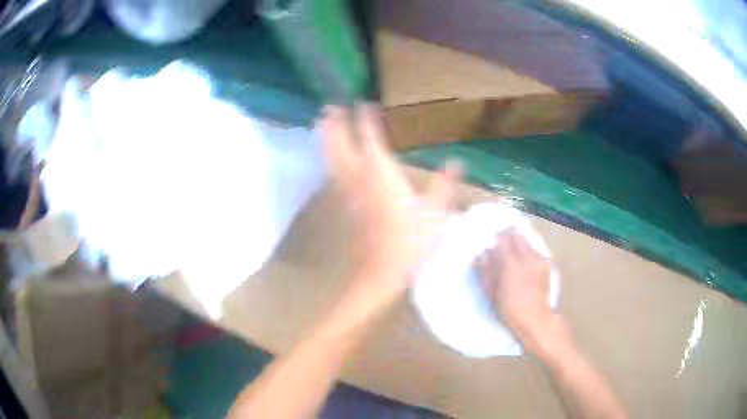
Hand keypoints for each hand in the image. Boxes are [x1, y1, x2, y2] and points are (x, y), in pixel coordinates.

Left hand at [318, 105, 459, 312]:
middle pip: (340, 142)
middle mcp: (357, 175)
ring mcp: (343, 190)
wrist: (374, 272)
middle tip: (330, 107)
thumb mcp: (434, 215)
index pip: (370, 136)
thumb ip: (445, 186)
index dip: (366, 118)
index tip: (365, 104)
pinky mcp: (337, 205)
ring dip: (325, 137)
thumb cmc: (407, 244)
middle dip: (335, 122)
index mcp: (381, 172)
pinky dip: (326, 161)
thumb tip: (458, 163)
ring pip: (329, 156)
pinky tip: (327, 160)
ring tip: (321, 122)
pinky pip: (329, 175)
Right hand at [478, 229, 553, 340]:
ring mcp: (539, 260)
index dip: (497, 236)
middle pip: (518, 236)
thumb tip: (482, 255)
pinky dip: (529, 249)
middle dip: (510, 234)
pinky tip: (526, 257)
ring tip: (515, 243)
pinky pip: (536, 250)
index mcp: (510, 265)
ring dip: (520, 240)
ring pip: (528, 241)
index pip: (503, 241)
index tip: (493, 236)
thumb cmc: (509, 310)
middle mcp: (526, 258)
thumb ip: (486, 272)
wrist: (535, 319)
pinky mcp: (546, 265)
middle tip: (503, 235)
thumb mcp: (491, 294)